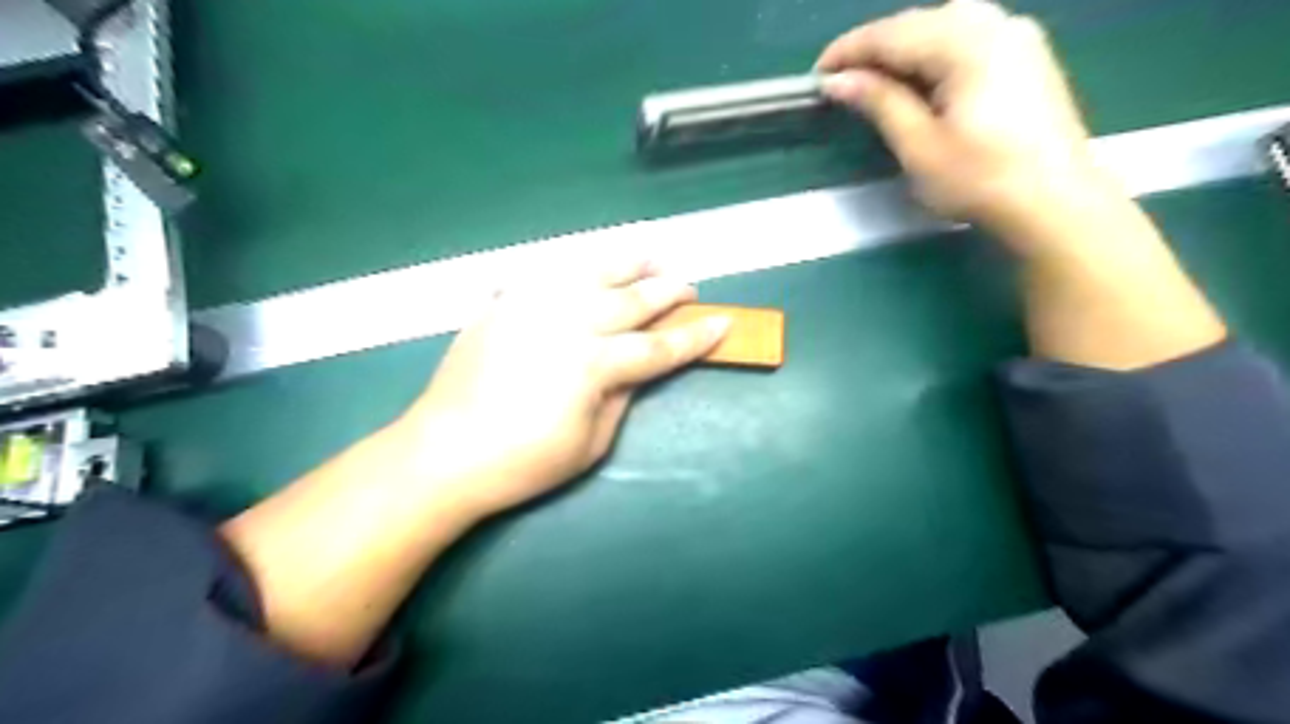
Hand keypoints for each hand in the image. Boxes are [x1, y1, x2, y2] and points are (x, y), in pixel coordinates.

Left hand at [395, 260, 729, 521]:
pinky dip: (572, 268)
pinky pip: (545, 274)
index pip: (657, 346)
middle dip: (667, 291)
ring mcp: (532, 307)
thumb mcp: (591, 444)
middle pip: (630, 300)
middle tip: (690, 285)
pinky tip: (586, 267)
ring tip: (650, 255)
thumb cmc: (523, 462)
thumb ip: (621, 397)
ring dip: (627, 263)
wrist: (445, 453)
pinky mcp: (504, 304)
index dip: (694, 337)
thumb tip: (637, 369)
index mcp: (593, 364)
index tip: (723, 321)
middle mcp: (568, 323)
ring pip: (591, 272)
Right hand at [815, 1, 1107, 242]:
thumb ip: (880, 102)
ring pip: (944, 25)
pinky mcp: (1026, 54)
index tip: (817, 76)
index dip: (849, 51)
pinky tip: (921, 77)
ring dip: (904, 48)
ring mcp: (1016, 35)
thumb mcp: (919, 146)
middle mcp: (994, 23)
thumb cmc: (980, 180)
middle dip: (875, 47)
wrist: (1054, 202)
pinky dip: (934, 51)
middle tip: (842, 80)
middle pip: (919, 22)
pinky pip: (968, 36)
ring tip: (875, 79)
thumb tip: (838, 80)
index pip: (892, 33)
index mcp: (966, 43)